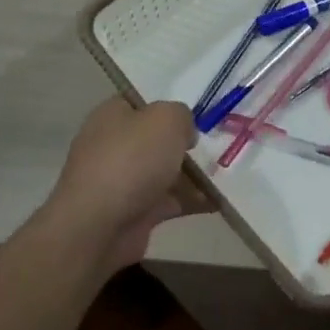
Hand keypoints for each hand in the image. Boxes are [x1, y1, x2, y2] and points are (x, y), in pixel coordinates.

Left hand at [43, 96, 204, 271]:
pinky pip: (171, 200)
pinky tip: (221, 198)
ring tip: (231, 168)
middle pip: (157, 137)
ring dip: (195, 172)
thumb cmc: (131, 160)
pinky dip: (193, 200)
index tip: (201, 107)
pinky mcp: (135, 212)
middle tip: (221, 138)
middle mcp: (114, 145)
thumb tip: (184, 132)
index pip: (143, 101)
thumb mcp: (166, 119)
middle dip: (187, 140)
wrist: (98, 228)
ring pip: (166, 170)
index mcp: (113, 115)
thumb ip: (182, 115)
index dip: (170, 101)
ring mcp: (123, 181)